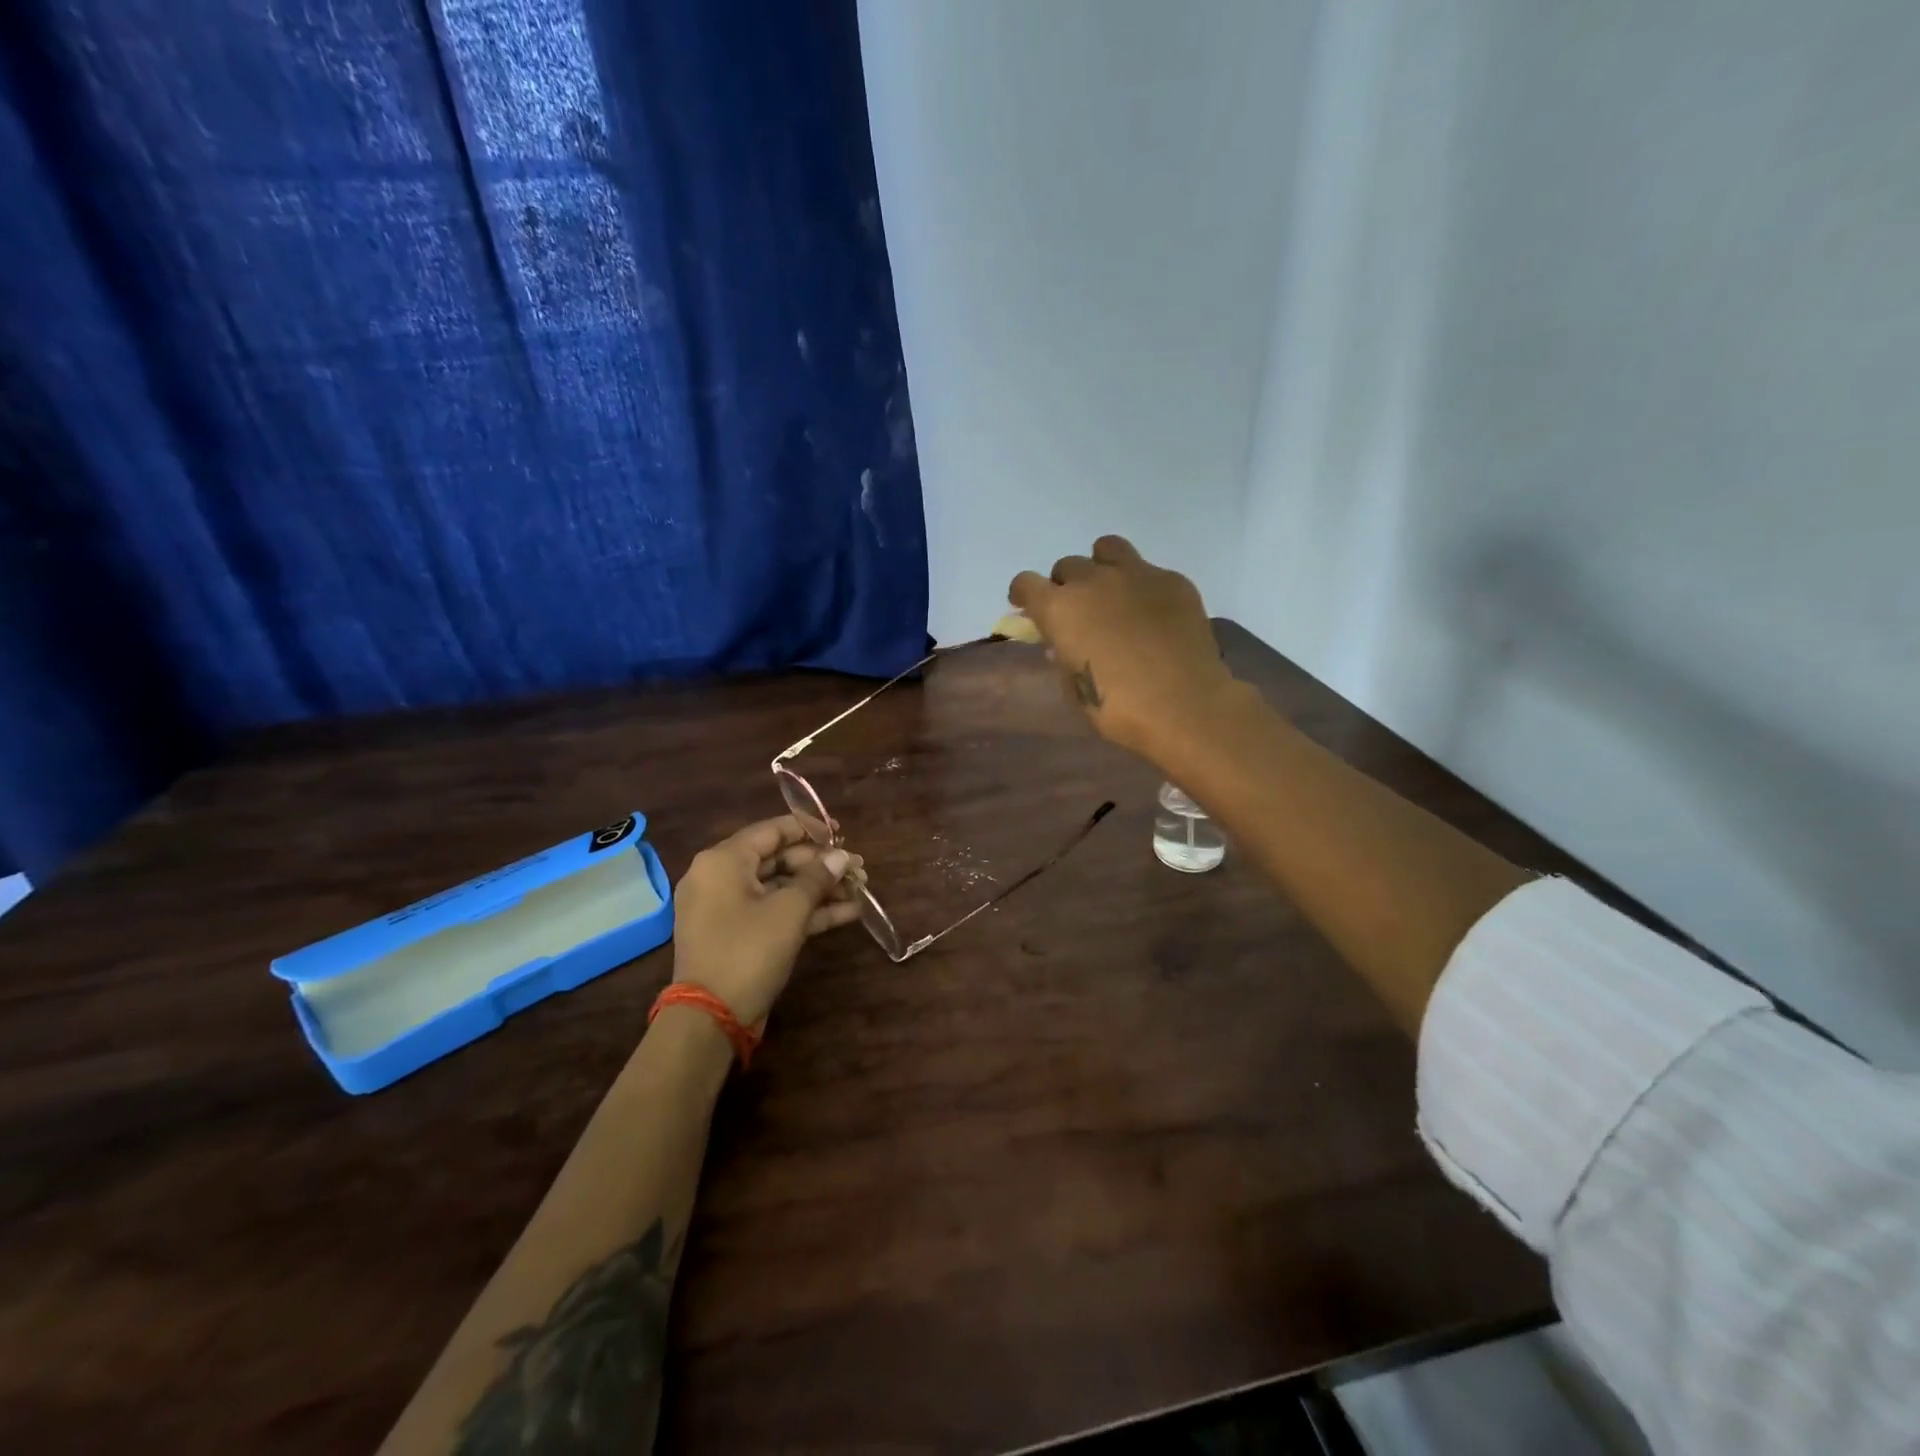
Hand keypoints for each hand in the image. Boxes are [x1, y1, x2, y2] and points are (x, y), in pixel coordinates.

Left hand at [669, 816, 861, 1027]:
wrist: (711, 1018)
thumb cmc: (748, 950)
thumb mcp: (789, 911)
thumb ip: (817, 877)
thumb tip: (841, 856)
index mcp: (723, 861)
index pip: (771, 831)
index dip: (809, 829)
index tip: (841, 832)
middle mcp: (720, 878)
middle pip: (778, 860)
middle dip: (821, 865)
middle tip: (858, 869)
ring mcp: (727, 909)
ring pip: (780, 888)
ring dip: (819, 890)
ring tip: (859, 890)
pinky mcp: (737, 935)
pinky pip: (774, 912)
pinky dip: (806, 912)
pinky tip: (846, 913)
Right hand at [1009, 535, 1238, 756]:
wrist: (1184, 706)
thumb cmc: (1118, 709)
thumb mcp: (1073, 688)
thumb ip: (1062, 655)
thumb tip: (1063, 641)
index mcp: (1060, 609)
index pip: (1025, 583)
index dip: (1024, 595)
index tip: (1028, 609)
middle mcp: (1093, 580)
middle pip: (1067, 566)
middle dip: (1066, 586)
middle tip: (1078, 612)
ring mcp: (1137, 574)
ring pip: (1108, 549)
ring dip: (1101, 568)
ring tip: (1112, 594)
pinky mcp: (1173, 581)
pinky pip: (1149, 571)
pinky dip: (1142, 587)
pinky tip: (1153, 615)